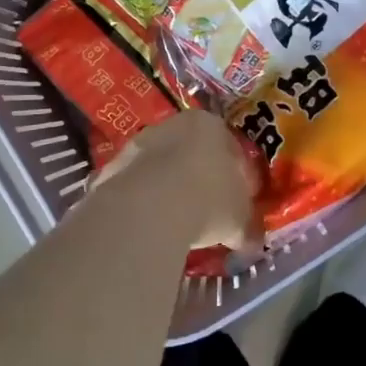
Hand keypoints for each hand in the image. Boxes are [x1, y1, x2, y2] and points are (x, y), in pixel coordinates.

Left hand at [89, 109, 259, 250]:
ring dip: (168, 189)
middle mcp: (174, 124)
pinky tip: (149, 227)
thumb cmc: (208, 202)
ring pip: (160, 167)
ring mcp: (139, 144)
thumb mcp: (240, 220)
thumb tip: (252, 241)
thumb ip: (248, 227)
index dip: (238, 176)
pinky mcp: (112, 167)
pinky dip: (143, 203)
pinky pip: (136, 187)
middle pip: (192, 152)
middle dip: (199, 178)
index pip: (231, 147)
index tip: (238, 201)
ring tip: (175, 223)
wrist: (148, 209)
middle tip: (207, 211)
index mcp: (212, 125)